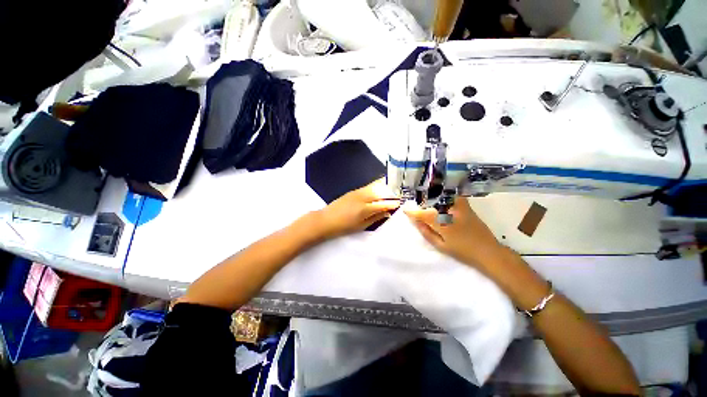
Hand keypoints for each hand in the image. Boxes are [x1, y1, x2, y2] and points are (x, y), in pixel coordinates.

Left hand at [310, 178, 400, 240]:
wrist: (325, 220)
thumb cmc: (343, 227)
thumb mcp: (361, 226)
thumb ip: (376, 218)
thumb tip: (387, 213)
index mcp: (365, 209)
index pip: (383, 203)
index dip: (393, 203)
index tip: (400, 203)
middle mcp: (362, 197)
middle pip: (380, 191)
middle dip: (391, 193)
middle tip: (398, 195)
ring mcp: (357, 192)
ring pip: (374, 187)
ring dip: (384, 188)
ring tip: (391, 191)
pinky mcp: (353, 191)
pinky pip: (368, 187)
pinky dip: (376, 187)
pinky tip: (379, 189)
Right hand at [404, 199, 503, 269]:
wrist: (488, 251)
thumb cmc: (462, 251)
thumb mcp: (441, 246)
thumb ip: (427, 233)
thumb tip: (416, 222)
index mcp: (442, 223)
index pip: (423, 215)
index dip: (413, 212)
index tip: (405, 210)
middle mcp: (450, 212)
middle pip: (431, 203)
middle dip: (422, 203)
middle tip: (417, 207)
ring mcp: (459, 207)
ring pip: (442, 197)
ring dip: (433, 198)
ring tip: (427, 201)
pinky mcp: (467, 206)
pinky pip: (454, 196)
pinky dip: (447, 195)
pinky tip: (443, 198)